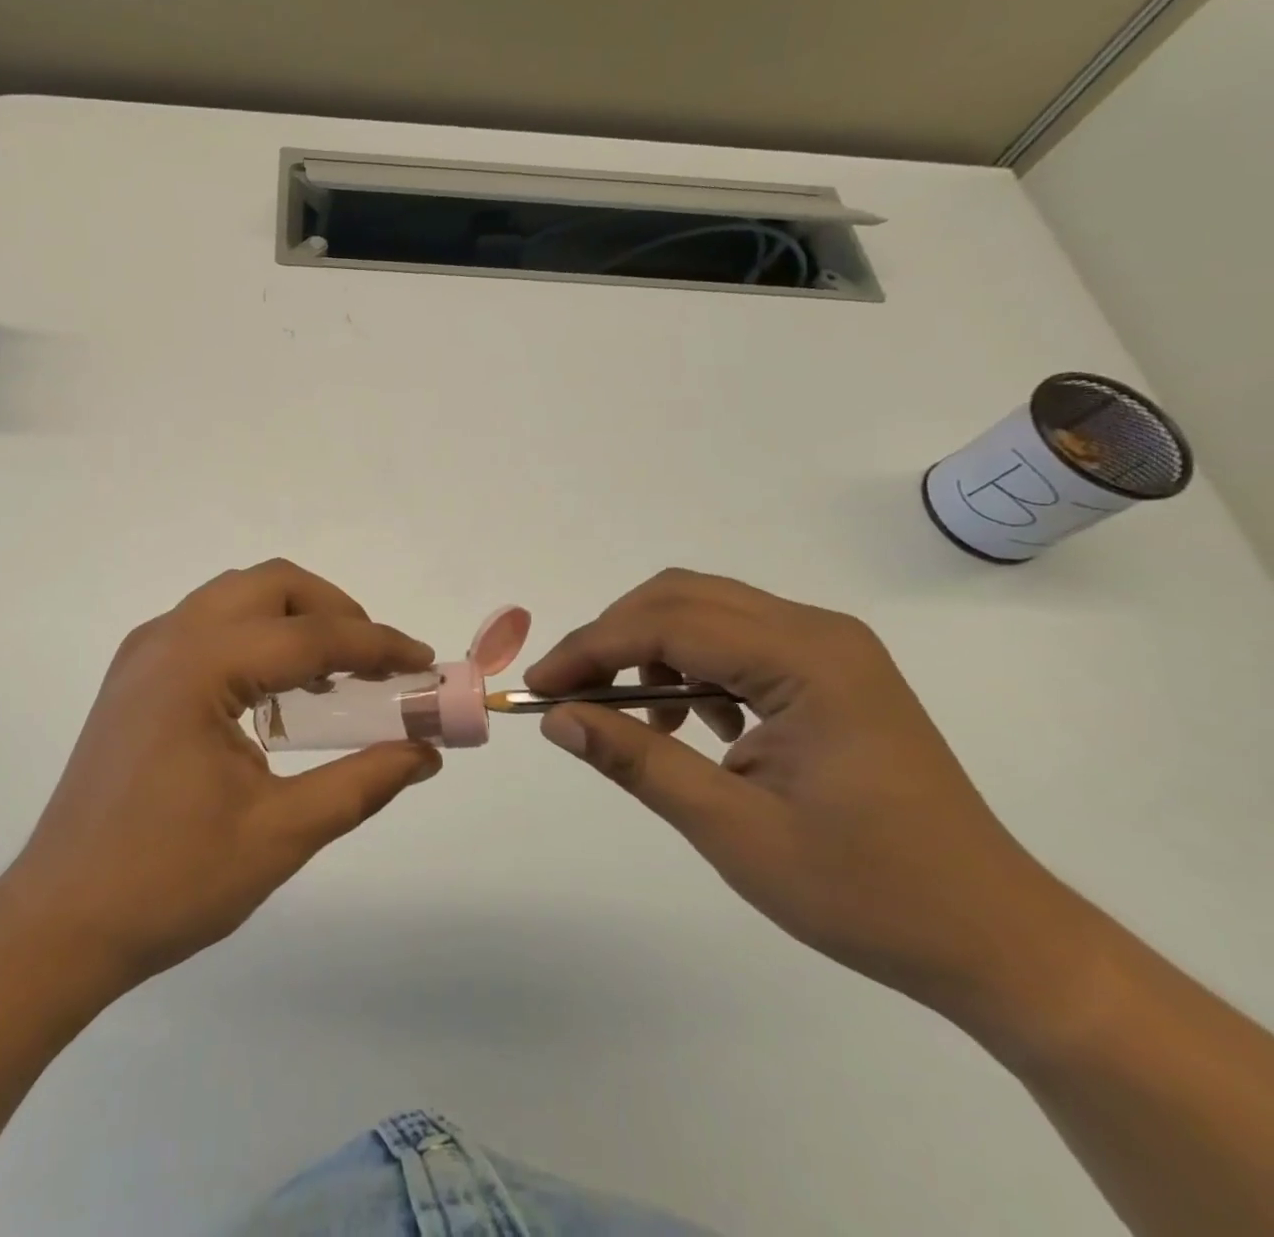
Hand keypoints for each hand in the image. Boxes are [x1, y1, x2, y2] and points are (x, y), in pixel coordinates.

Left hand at [1, 560, 441, 990]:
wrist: (58, 922)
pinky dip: (257, 635)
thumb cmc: (169, 883)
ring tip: (335, 674)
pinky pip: (209, 625)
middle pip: (271, 585)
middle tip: (376, 663)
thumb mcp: (280, 834)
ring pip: (237, 596)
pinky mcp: (134, 675)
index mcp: (199, 667)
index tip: (425, 662)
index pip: (310, 635)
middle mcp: (168, 638)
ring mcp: (144, 652)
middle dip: (334, 611)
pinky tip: (278, 691)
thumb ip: (362, 783)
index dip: (378, 646)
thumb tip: (426, 752)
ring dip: (294, 619)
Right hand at [526, 569, 1094, 1034]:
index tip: (540, 689)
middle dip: (612, 637)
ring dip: (649, 649)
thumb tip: (556, 719)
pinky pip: (734, 639)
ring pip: (704, 611)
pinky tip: (691, 723)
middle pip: (682, 597)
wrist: (998, 940)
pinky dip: (687, 665)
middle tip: (570, 692)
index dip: (591, 649)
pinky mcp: (829, 672)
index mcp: (808, 661)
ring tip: (635, 717)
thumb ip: (638, 762)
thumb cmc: (869, 893)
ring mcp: (829, 649)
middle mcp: (819, 633)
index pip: (668, 624)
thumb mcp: (734, 831)